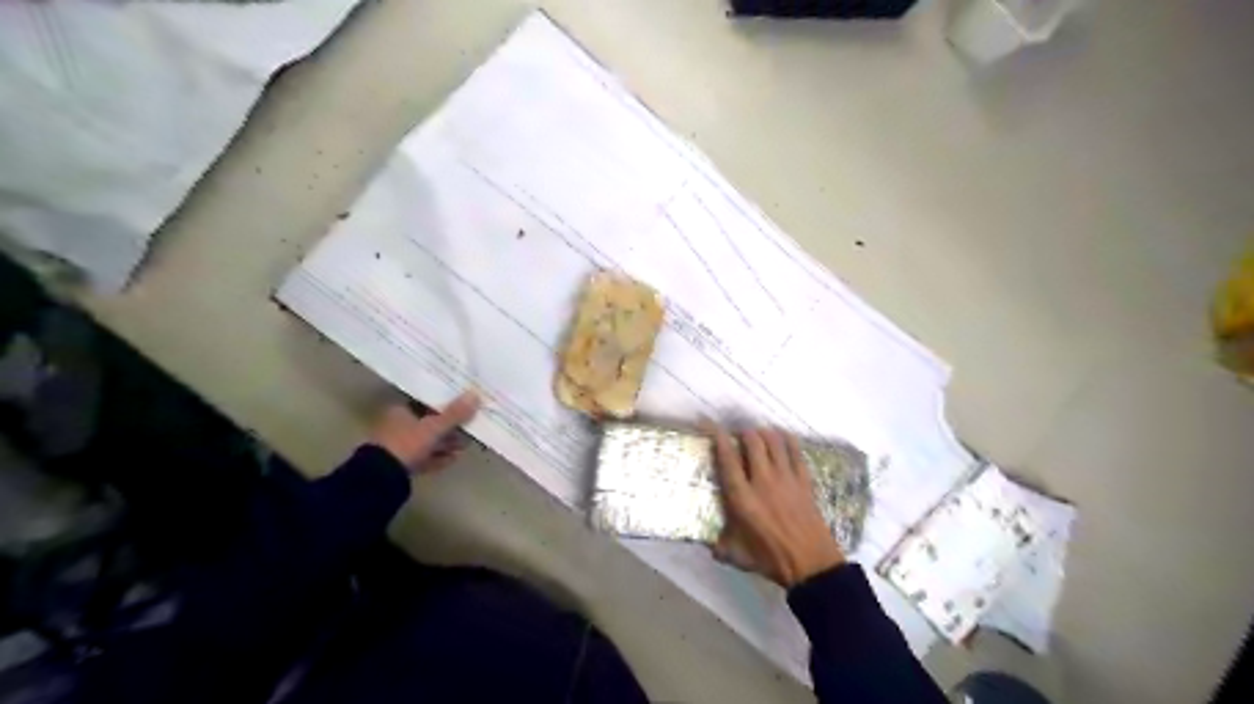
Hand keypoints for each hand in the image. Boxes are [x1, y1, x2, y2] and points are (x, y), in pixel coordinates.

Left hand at [368, 390, 480, 473]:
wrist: (382, 478)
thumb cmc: (407, 444)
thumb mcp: (434, 427)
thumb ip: (455, 414)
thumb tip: (475, 395)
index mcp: (401, 411)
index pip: (426, 403)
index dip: (445, 404)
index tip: (462, 406)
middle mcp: (398, 426)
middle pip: (429, 423)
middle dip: (450, 427)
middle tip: (469, 428)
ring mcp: (400, 446)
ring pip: (428, 441)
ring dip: (447, 443)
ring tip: (465, 446)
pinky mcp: (403, 463)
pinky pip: (425, 457)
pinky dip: (439, 457)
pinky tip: (454, 458)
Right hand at [711, 425, 845, 585]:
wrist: (811, 565)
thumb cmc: (770, 559)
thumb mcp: (737, 556)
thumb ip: (719, 546)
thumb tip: (707, 543)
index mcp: (742, 497)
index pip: (727, 458)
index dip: (717, 437)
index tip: (709, 424)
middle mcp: (762, 480)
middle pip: (752, 441)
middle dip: (743, 432)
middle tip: (738, 434)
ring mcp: (786, 478)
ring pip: (774, 441)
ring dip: (763, 432)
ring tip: (758, 434)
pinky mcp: (804, 480)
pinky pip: (796, 450)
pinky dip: (787, 439)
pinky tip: (782, 437)